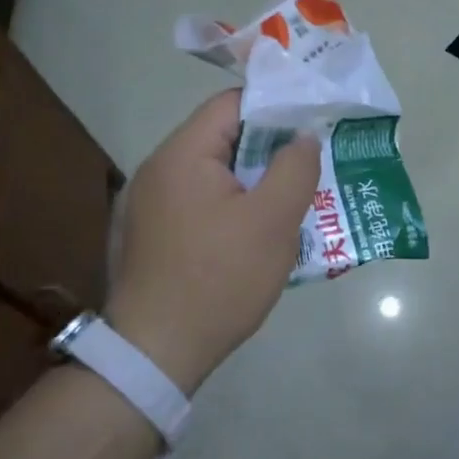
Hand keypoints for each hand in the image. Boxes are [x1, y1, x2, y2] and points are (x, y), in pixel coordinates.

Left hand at [107, 90, 319, 394]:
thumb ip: (295, 168)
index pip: (231, 104)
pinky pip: (198, 203)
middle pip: (222, 138)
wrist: (155, 355)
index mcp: (181, 155)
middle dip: (269, 150)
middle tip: (307, 169)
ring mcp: (147, 205)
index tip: (310, 127)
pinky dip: (229, 207)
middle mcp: (157, 170)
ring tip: (288, 203)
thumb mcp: (273, 221)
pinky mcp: (149, 235)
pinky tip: (252, 236)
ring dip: (252, 182)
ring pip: (213, 174)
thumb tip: (302, 137)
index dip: (275, 107)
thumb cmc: (219, 279)